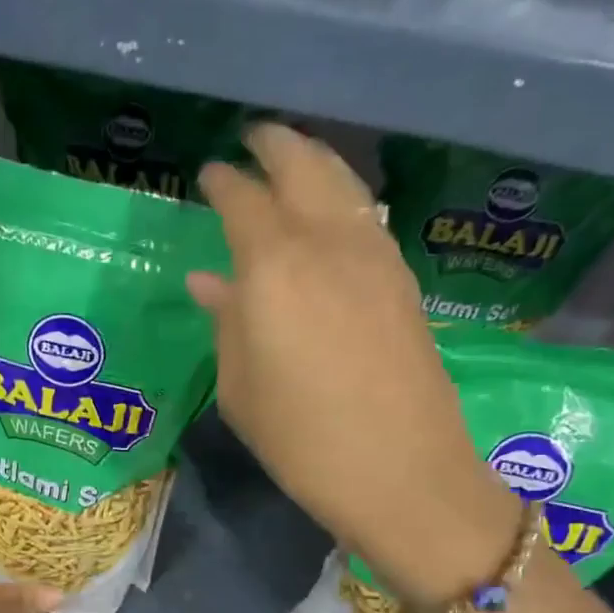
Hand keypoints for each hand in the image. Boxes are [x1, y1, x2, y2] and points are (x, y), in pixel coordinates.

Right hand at [191, 124, 518, 603]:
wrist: (403, 473)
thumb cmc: (302, 441)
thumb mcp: (241, 390)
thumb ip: (226, 324)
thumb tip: (210, 281)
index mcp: (273, 266)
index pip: (243, 199)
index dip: (223, 182)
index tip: (210, 174)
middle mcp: (328, 242)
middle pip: (303, 166)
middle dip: (275, 145)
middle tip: (254, 139)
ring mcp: (375, 256)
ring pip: (344, 184)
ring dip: (315, 163)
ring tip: (293, 161)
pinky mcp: (403, 280)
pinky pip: (366, 217)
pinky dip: (343, 199)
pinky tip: (331, 214)